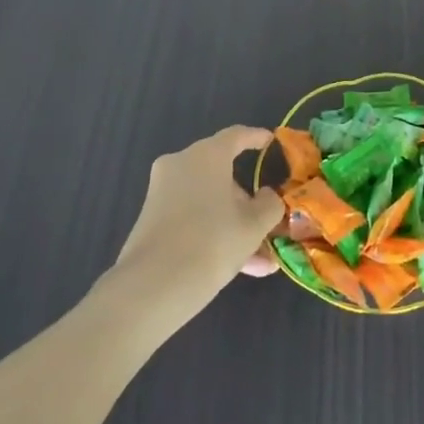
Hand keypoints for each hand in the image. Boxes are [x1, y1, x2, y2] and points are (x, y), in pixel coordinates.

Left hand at [113, 126, 284, 308]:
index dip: (256, 138)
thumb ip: (269, 205)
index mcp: (207, 155)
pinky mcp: (151, 219)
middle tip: (267, 222)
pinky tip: (239, 267)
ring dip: (234, 224)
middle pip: (222, 173)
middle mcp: (181, 165)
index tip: (271, 142)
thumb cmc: (213, 242)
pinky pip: (192, 218)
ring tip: (260, 260)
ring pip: (208, 201)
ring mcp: (162, 192)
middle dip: (247, 201)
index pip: (237, 135)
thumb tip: (266, 197)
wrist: (152, 287)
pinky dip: (214, 233)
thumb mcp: (254, 225)